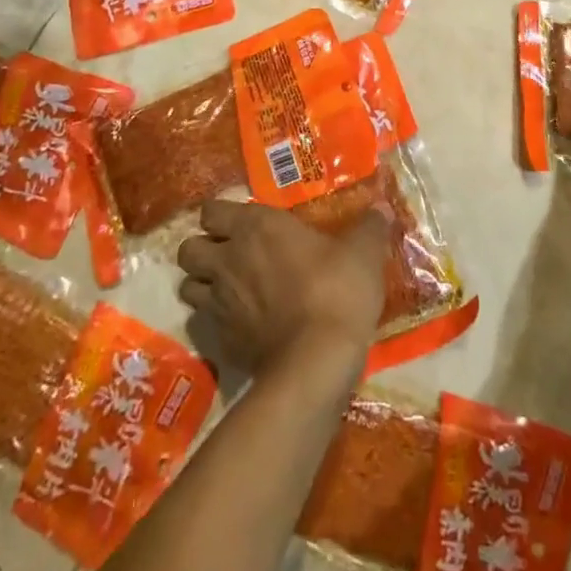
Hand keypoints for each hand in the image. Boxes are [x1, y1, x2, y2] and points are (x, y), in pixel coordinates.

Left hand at [176, 200, 389, 376]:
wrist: (316, 361)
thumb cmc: (336, 291)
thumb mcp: (363, 253)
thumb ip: (369, 227)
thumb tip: (382, 208)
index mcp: (255, 227)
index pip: (211, 210)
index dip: (220, 215)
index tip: (242, 222)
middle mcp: (228, 260)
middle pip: (188, 249)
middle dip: (203, 250)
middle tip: (230, 255)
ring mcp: (219, 303)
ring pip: (188, 287)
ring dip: (203, 286)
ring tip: (230, 290)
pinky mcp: (222, 342)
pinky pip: (205, 325)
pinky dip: (216, 322)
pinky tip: (241, 325)